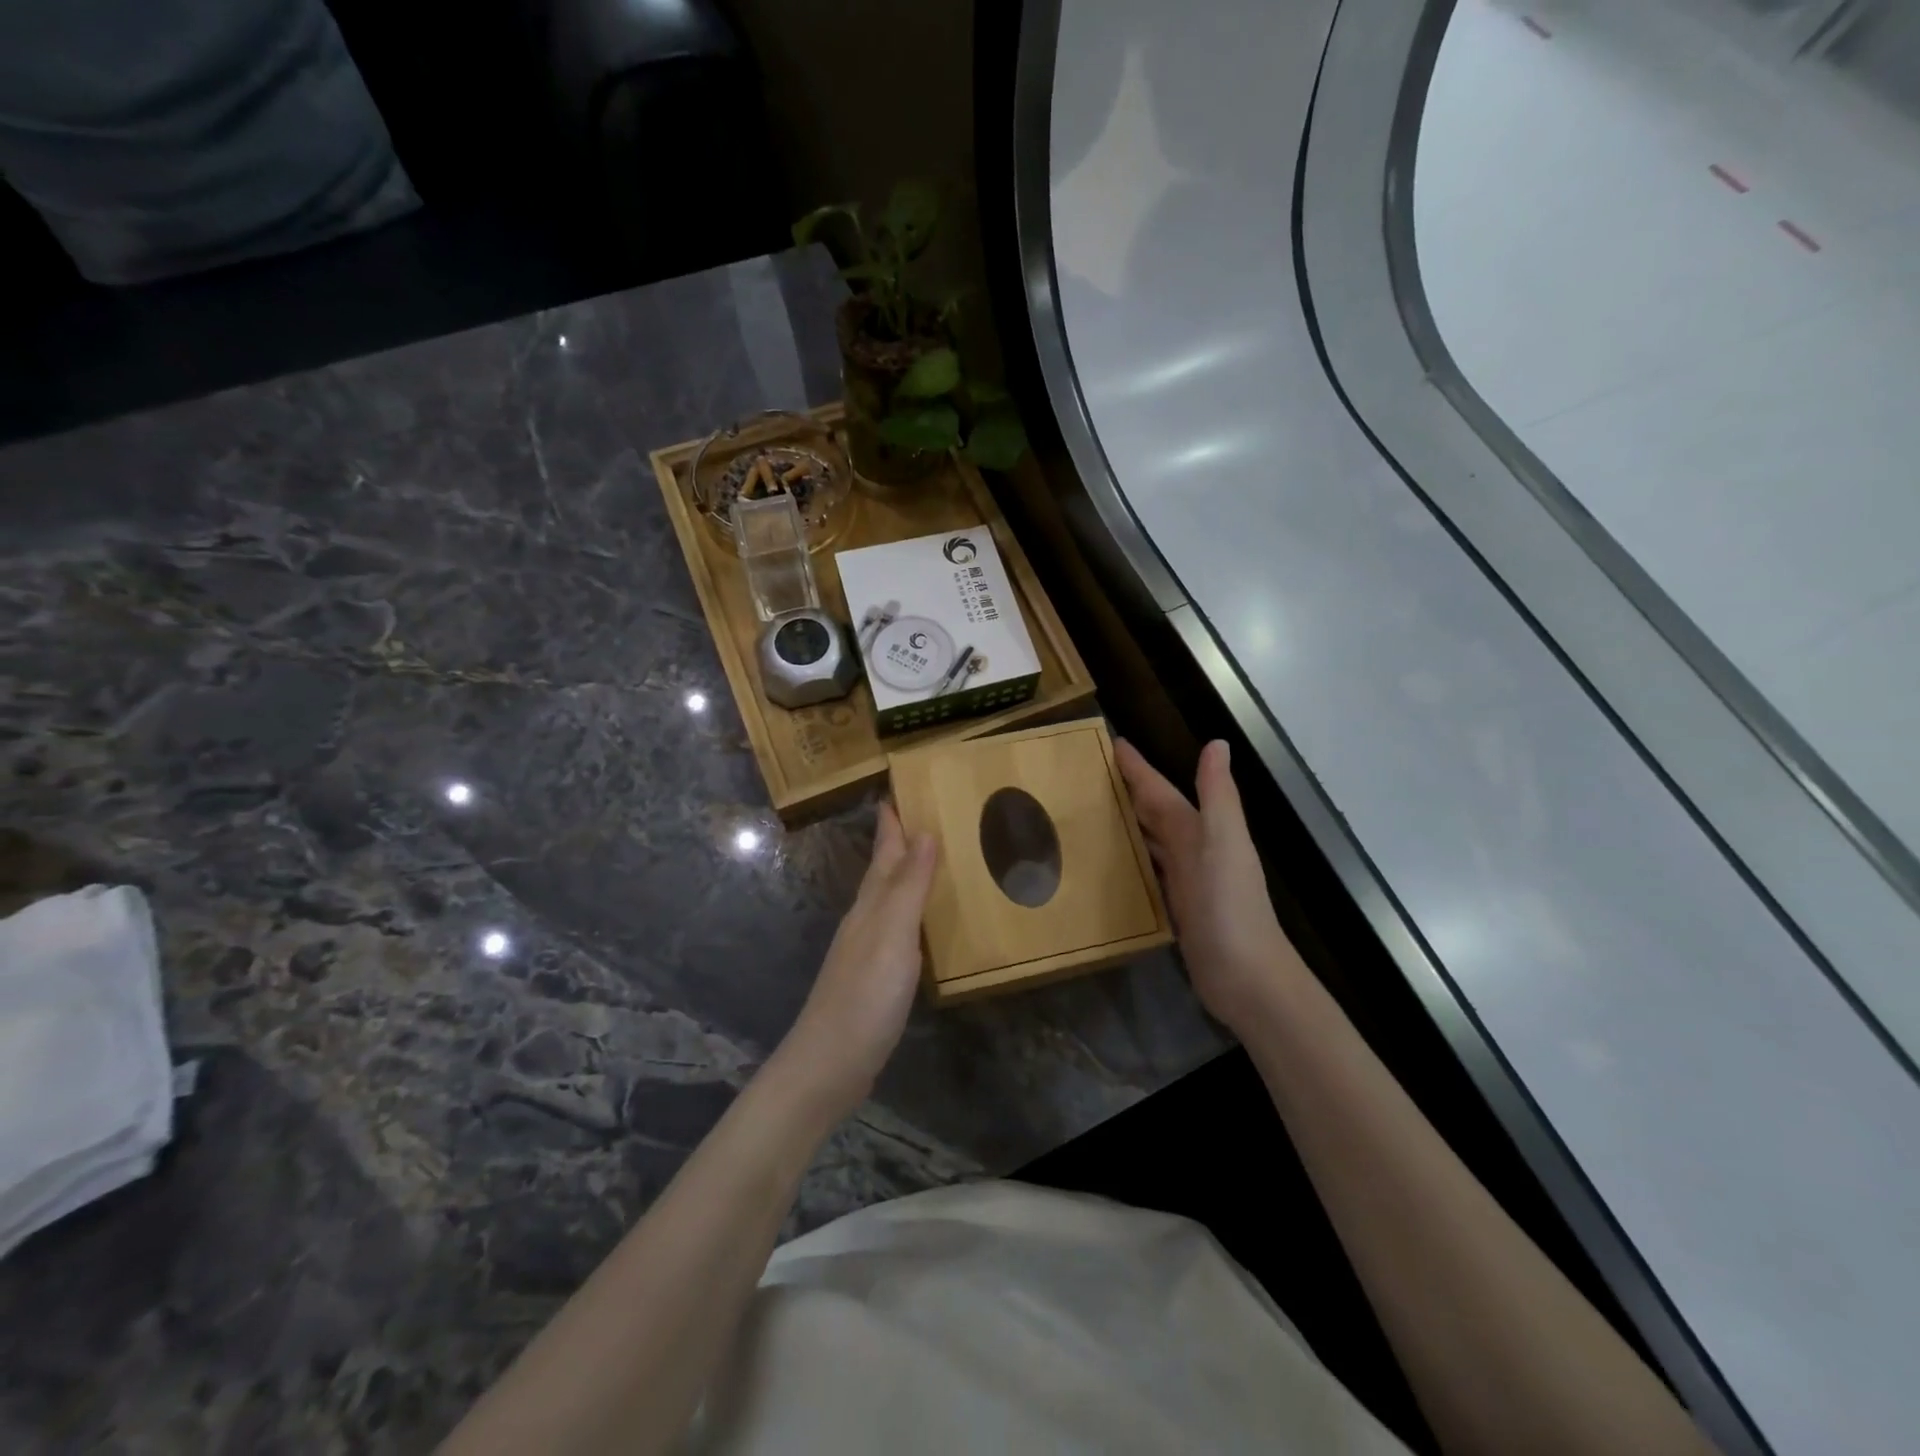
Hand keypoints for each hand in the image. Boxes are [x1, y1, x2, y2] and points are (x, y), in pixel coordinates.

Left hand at [778, 803, 937, 1116]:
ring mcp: (866, 951)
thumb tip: (924, 831)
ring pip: (887, 900)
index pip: (883, 852)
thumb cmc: (864, 996)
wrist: (829, 1064)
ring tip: (925, 859)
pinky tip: (919, 925)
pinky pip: (895, 930)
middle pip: (882, 872)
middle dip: (897, 843)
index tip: (896, 790)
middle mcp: (865, 920)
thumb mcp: (893, 936)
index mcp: (870, 905)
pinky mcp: (873, 978)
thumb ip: (909, 886)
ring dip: (903, 876)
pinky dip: (908, 914)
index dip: (890, 823)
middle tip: (919, 816)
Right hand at [1117, 739, 1306, 1033]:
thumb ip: (1218, 796)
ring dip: (1128, 823)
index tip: (1113, 744)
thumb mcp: (1223, 845)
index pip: (1162, 792)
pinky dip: (1132, 859)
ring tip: (1093, 811)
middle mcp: (1194, 850)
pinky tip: (1113, 861)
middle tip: (1090, 774)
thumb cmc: (1230, 909)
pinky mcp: (1177, 909)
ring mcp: (1186, 881)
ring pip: (1151, 840)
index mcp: (1202, 831)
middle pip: (1156, 812)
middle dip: (1130, 791)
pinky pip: (1148, 871)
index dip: (1140, 769)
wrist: (1247, 978)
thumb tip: (1217, 742)